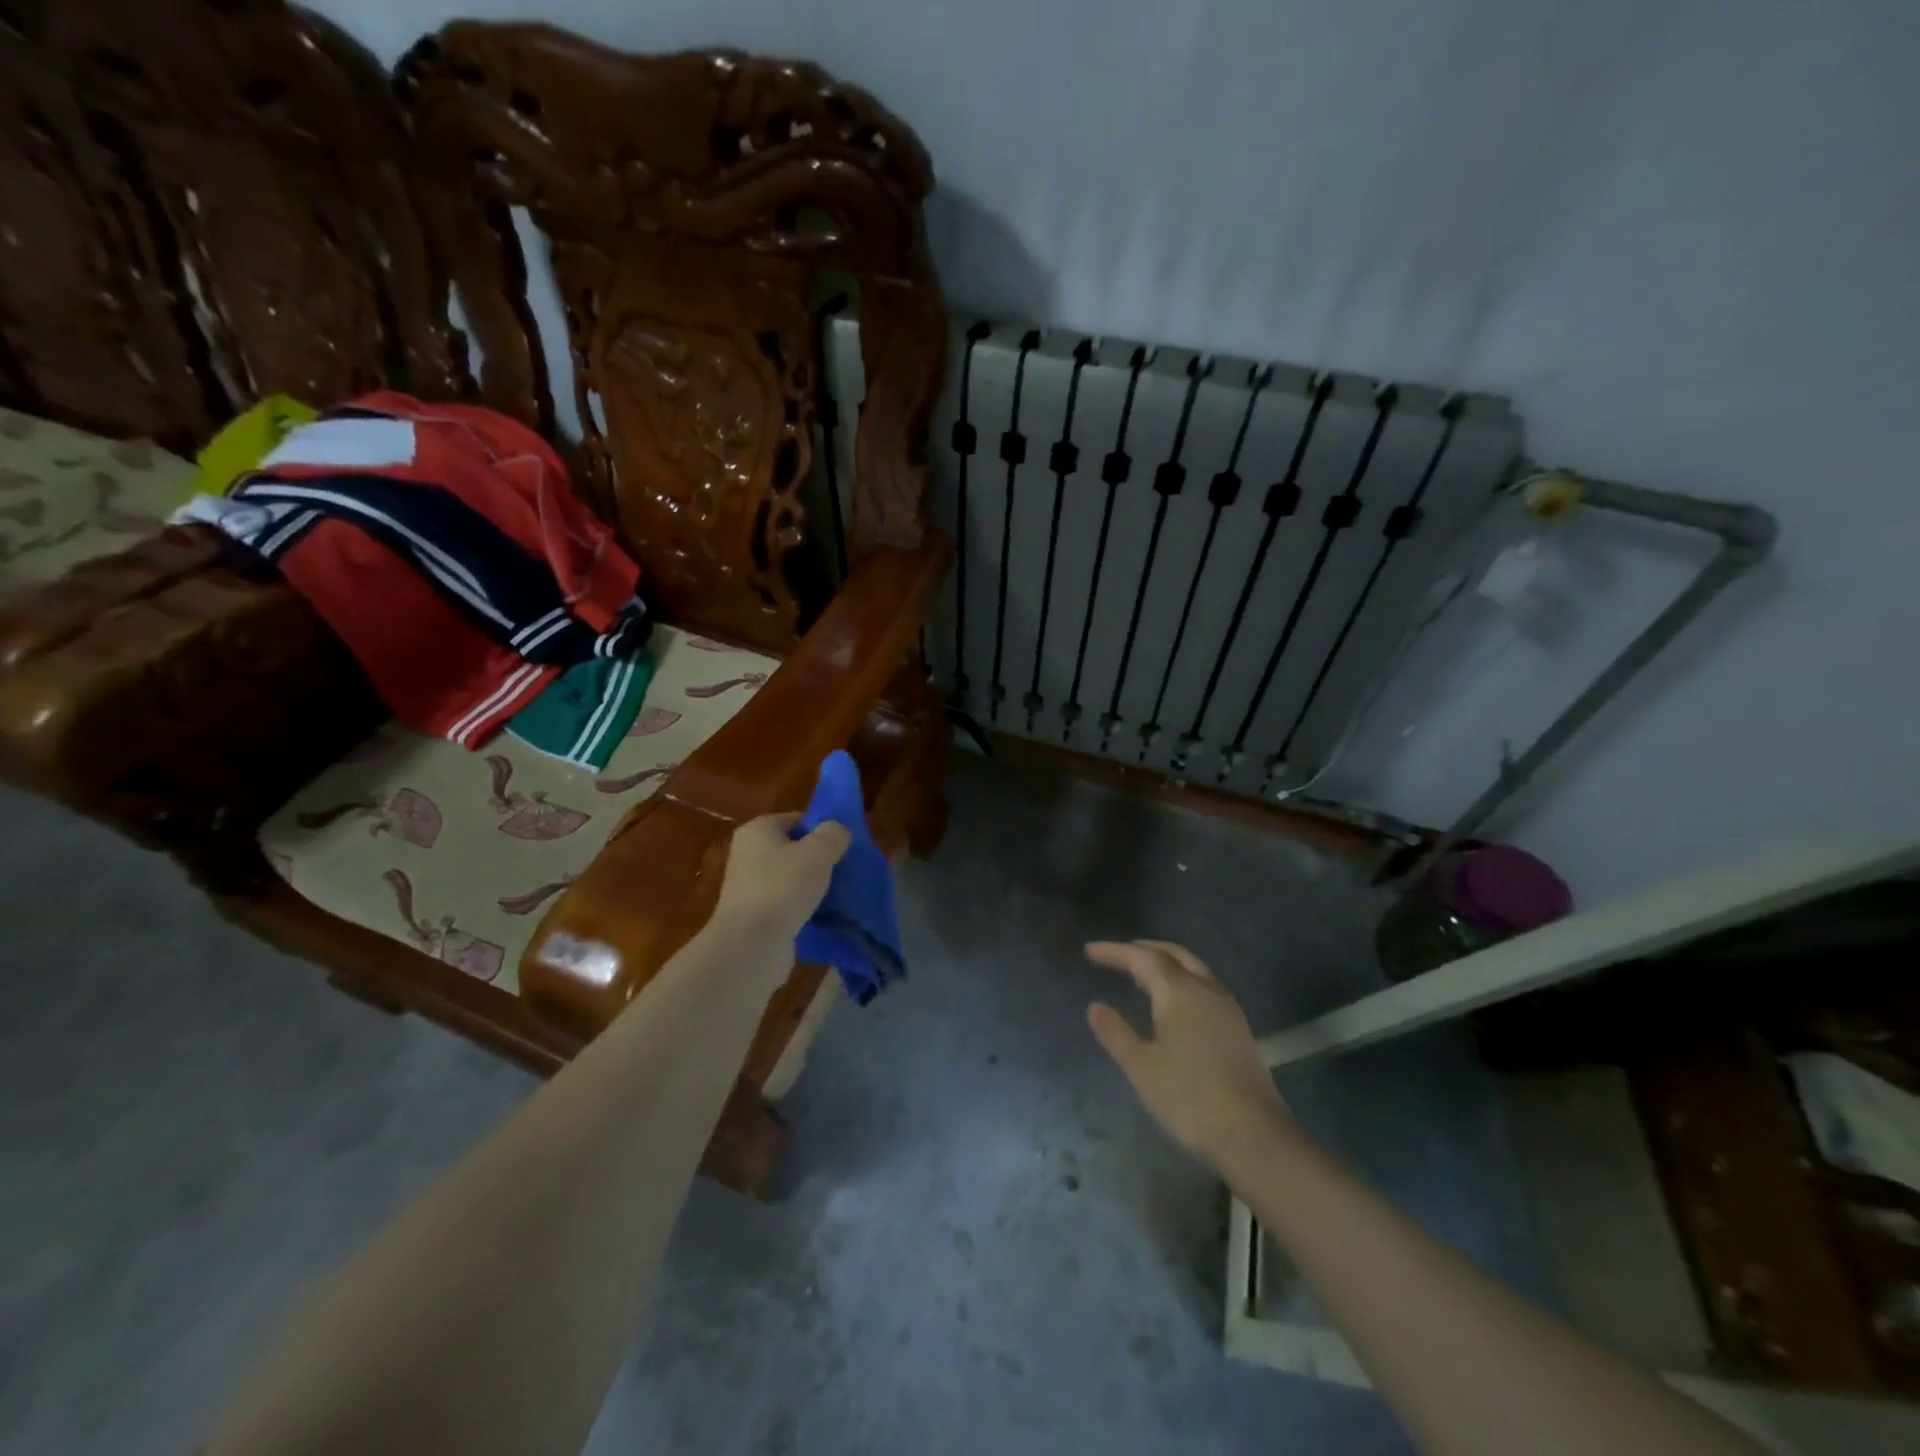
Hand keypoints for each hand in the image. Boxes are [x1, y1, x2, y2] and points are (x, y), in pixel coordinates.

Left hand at [713, 812, 850, 943]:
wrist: (751, 944)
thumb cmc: (783, 886)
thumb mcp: (818, 851)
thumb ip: (833, 834)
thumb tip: (837, 831)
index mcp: (757, 830)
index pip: (796, 819)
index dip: (822, 829)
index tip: (844, 845)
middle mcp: (748, 854)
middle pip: (793, 849)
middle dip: (819, 859)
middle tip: (845, 869)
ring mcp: (749, 887)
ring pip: (791, 878)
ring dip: (813, 886)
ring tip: (839, 894)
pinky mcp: (755, 916)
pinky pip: (787, 904)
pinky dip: (803, 908)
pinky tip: (823, 915)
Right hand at [1086, 940, 1293, 1175]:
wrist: (1254, 1136)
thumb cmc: (1189, 1098)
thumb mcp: (1141, 1067)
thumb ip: (1116, 1033)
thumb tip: (1096, 1007)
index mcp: (1179, 991)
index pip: (1142, 957)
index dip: (1115, 951)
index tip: (1090, 950)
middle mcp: (1205, 988)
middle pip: (1172, 954)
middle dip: (1143, 949)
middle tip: (1117, 954)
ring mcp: (1227, 1006)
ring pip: (1192, 967)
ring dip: (1165, 961)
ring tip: (1141, 973)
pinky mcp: (1238, 1026)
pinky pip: (1204, 984)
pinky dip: (1182, 978)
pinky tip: (1173, 1001)